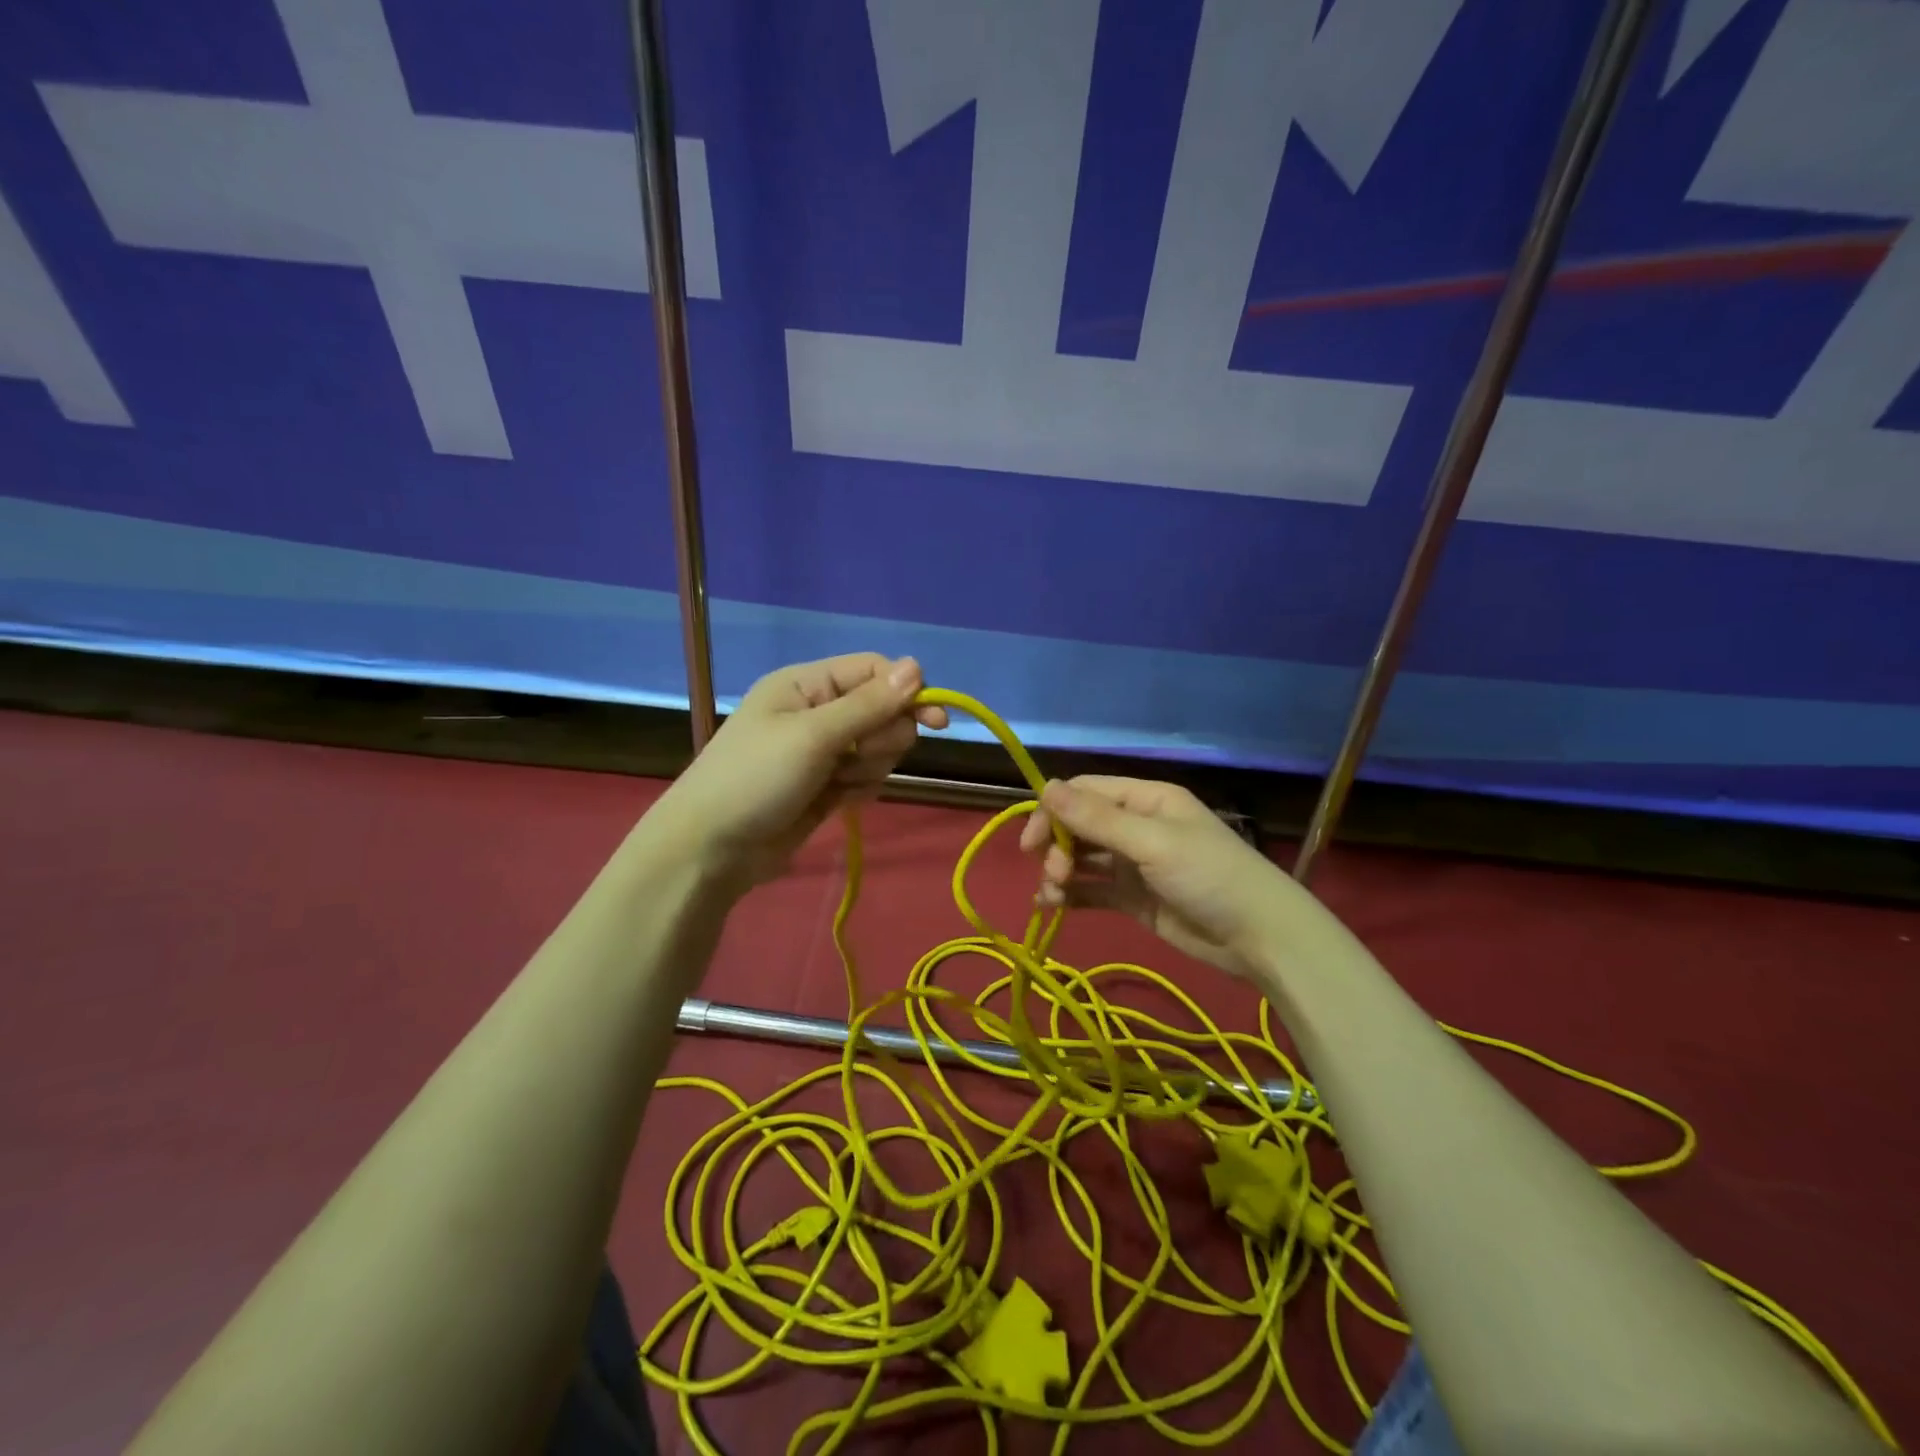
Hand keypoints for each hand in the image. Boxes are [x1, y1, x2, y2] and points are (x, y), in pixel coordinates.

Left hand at [658, 654, 946, 886]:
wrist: (712, 850)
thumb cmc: (755, 780)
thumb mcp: (813, 736)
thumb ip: (869, 704)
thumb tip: (917, 666)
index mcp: (807, 684)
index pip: (874, 671)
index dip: (907, 692)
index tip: (936, 722)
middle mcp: (818, 710)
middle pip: (884, 711)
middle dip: (881, 738)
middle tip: (853, 758)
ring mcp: (823, 750)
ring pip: (879, 747)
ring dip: (868, 768)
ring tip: (836, 785)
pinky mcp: (827, 785)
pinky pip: (867, 776)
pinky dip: (859, 789)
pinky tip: (837, 802)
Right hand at [1018, 776, 1323, 980]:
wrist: (1259, 938)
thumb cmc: (1209, 876)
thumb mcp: (1152, 842)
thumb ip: (1096, 819)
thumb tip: (1044, 786)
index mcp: (1145, 800)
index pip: (1085, 792)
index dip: (1053, 810)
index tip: (1032, 841)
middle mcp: (1136, 825)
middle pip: (1079, 825)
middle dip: (1057, 846)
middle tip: (1054, 874)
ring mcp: (1133, 863)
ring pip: (1082, 857)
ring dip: (1059, 872)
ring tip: (1052, 896)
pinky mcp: (1133, 898)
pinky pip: (1092, 888)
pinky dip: (1070, 894)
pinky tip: (1052, 906)